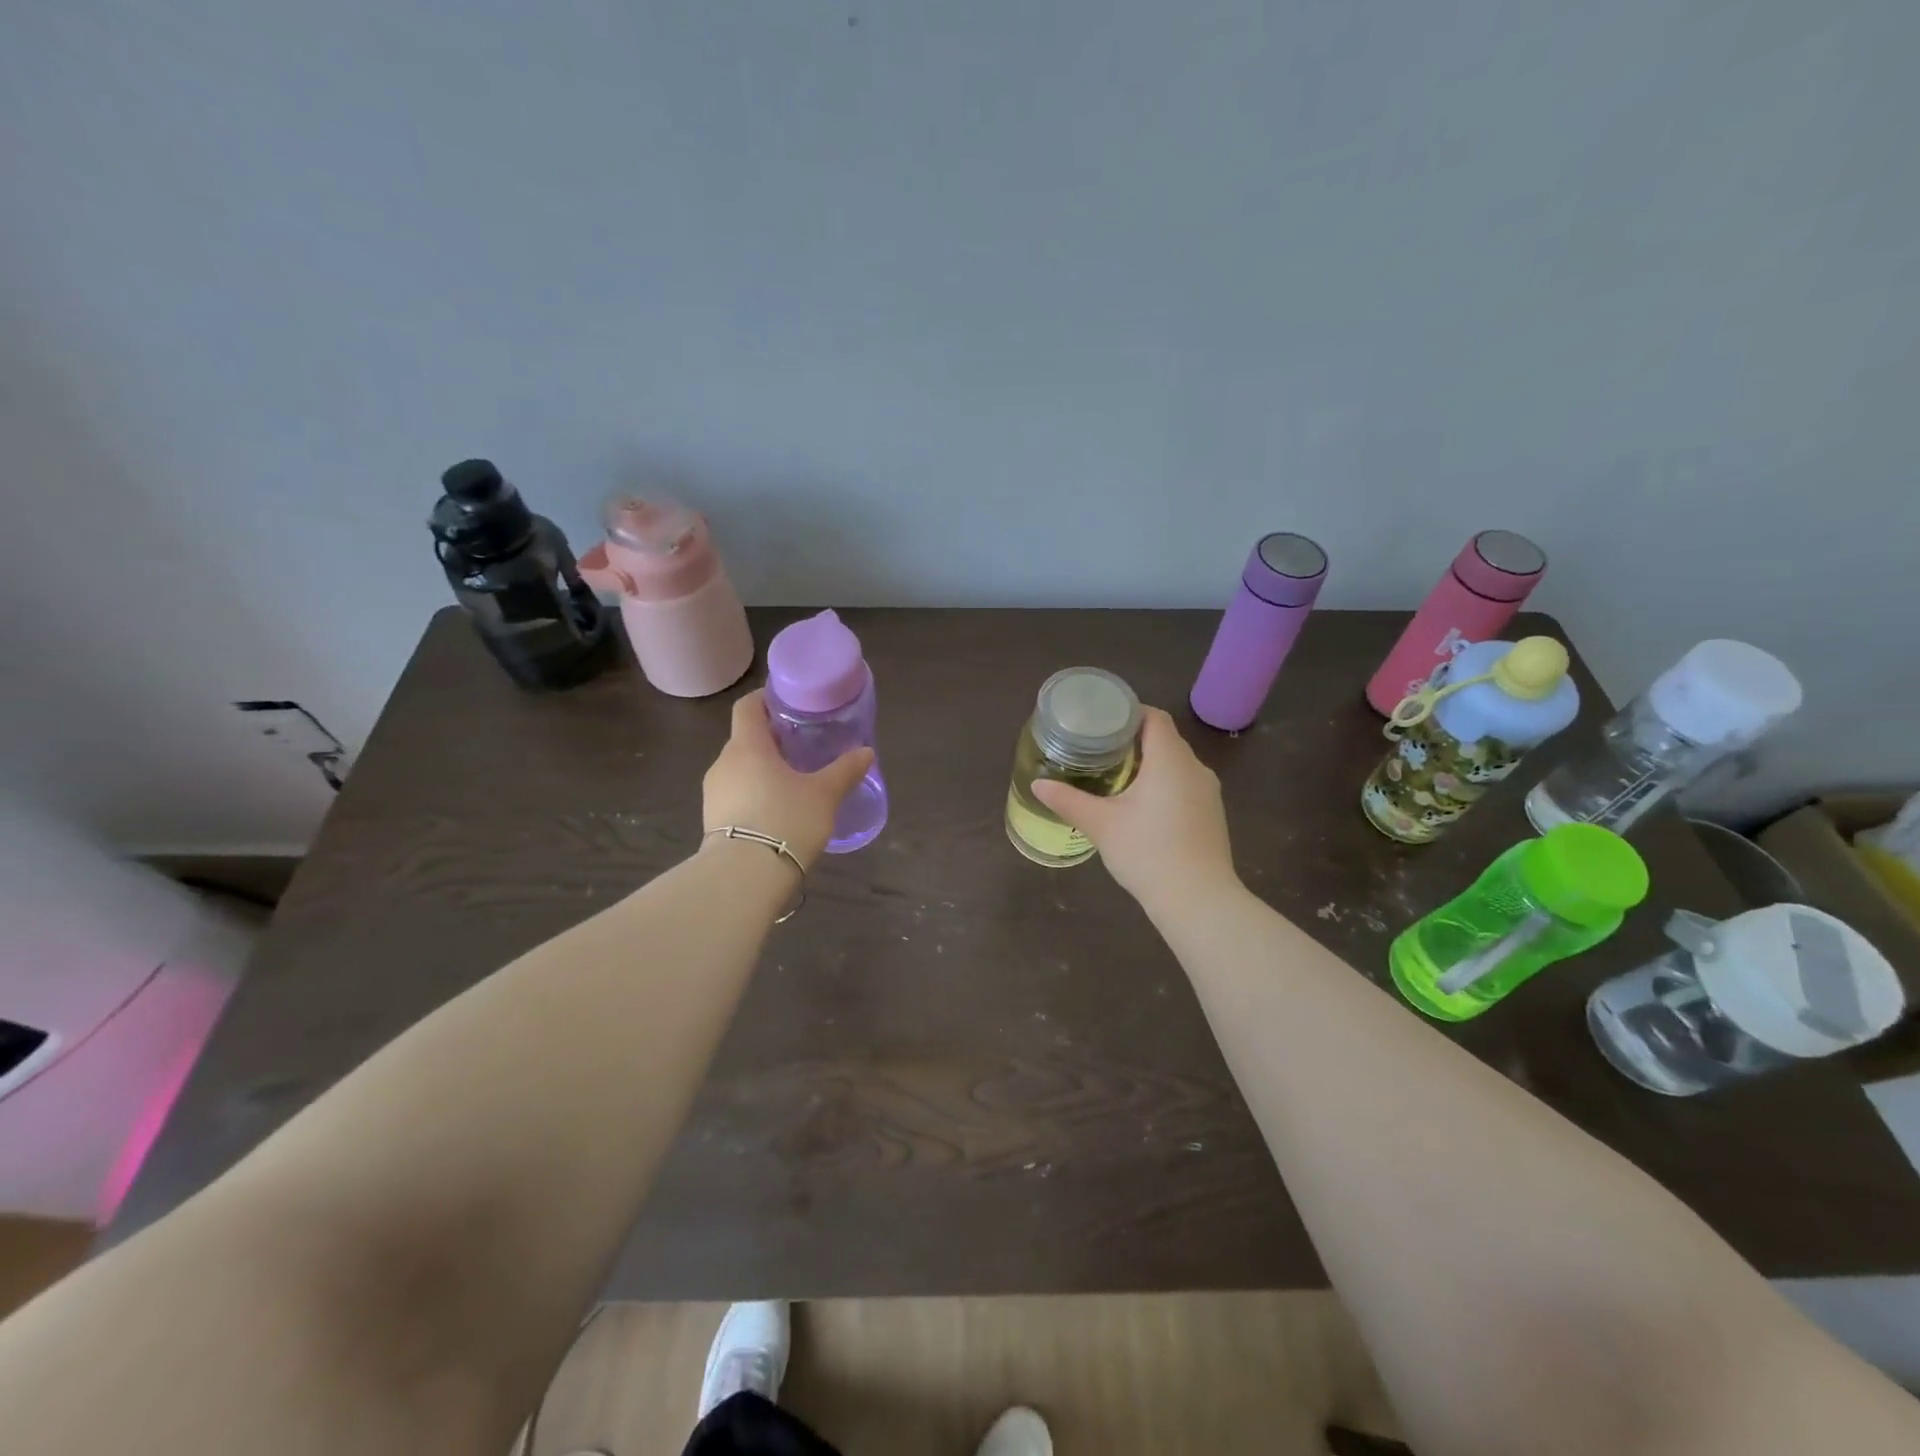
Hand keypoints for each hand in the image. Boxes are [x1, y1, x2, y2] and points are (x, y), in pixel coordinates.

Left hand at [702, 689, 874, 869]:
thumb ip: (845, 770)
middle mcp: (723, 763)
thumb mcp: (824, 794)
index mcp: (747, 746)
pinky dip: (753, 793)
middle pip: (744, 739)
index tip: (786, 703)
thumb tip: (866, 752)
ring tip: (791, 781)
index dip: (764, 699)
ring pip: (739, 769)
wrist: (744, 877)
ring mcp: (713, 793)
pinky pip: (735, 795)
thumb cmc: (786, 820)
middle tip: (800, 746)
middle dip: (770, 740)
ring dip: (761, 769)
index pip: (747, 707)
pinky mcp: (712, 820)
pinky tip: (776, 810)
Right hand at [1031, 707, 1239, 913]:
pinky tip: (1143, 806)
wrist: (1197, 900)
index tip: (1102, 721)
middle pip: (1165, 740)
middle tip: (1100, 749)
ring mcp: (1209, 793)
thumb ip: (1068, 800)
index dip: (1129, 713)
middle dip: (1134, 740)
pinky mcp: (1212, 815)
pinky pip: (1186, 786)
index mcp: (1170, 760)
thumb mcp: (1100, 824)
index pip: (1154, 718)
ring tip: (1117, 775)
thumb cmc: (1147, 852)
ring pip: (1177, 765)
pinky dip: (1164, 785)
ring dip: (1150, 764)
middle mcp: (1195, 768)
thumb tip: (1037, 784)